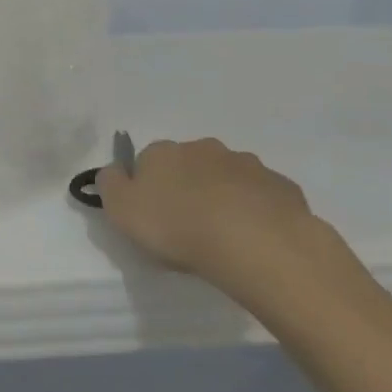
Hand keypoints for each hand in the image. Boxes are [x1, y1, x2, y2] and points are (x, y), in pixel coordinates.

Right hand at [97, 137, 327, 293]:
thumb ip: (109, 185)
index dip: (148, 188)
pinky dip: (257, 211)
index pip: (147, 161)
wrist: (254, 243)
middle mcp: (203, 148)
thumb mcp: (121, 209)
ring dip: (224, 197)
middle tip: (188, 226)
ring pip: (228, 178)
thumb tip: (113, 171)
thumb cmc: (177, 226)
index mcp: (162, 152)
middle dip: (188, 187)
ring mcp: (247, 165)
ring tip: (225, 236)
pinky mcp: (281, 187)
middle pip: (189, 165)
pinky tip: (256, 239)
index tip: (152, 216)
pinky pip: (262, 197)